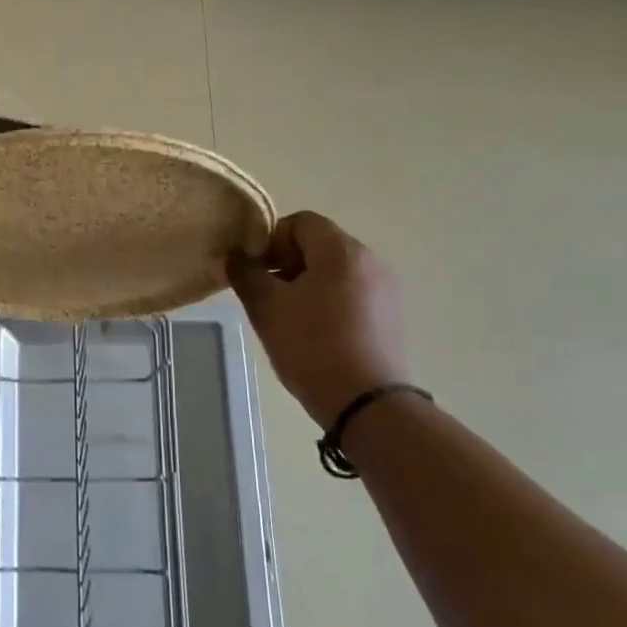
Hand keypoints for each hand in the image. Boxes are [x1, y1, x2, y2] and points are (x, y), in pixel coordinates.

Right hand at [227, 212, 408, 427]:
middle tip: (265, 294)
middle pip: (319, 244)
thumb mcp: (267, 308)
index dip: (270, 240)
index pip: (300, 222)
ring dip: (305, 282)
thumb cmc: (312, 347)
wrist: (367, 404)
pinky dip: (328, 300)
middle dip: (286, 262)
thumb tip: (235, 256)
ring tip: (287, 316)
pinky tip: (314, 332)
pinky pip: (352, 292)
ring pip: (335, 270)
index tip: (254, 270)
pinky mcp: (391, 315)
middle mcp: (370, 260)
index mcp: (342, 251)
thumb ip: (245, 273)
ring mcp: (386, 289)